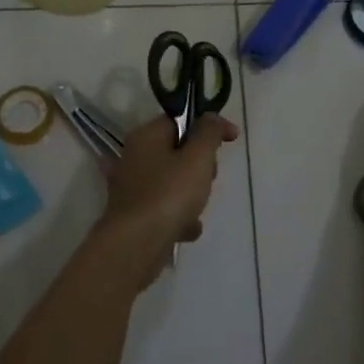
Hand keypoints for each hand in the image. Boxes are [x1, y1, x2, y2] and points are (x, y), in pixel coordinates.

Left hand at [99, 113, 238, 255]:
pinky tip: (186, 229)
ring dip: (192, 196)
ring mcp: (133, 188)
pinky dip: (179, 218)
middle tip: (207, 179)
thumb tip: (213, 118)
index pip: (181, 120)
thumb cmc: (169, 194)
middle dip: (200, 167)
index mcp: (146, 136)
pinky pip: (166, 208)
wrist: (136, 245)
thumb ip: (209, 132)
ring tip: (195, 209)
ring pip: (175, 182)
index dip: (208, 127)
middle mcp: (135, 157)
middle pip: (179, 152)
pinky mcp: (135, 215)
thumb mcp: (197, 157)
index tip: (231, 139)